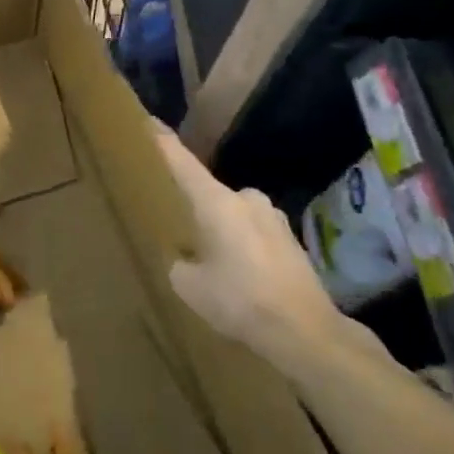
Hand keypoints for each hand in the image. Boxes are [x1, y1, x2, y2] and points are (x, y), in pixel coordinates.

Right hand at [155, 129, 352, 364]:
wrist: (306, 332)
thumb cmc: (240, 300)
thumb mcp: (188, 285)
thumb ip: (179, 261)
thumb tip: (185, 257)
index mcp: (217, 202)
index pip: (181, 162)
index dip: (162, 142)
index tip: (147, 120)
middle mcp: (246, 199)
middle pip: (208, 193)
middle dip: (192, 207)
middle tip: (176, 228)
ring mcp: (273, 218)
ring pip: (231, 215)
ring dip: (219, 230)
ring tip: (207, 260)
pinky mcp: (290, 240)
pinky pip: (252, 233)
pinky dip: (240, 246)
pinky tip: (237, 276)